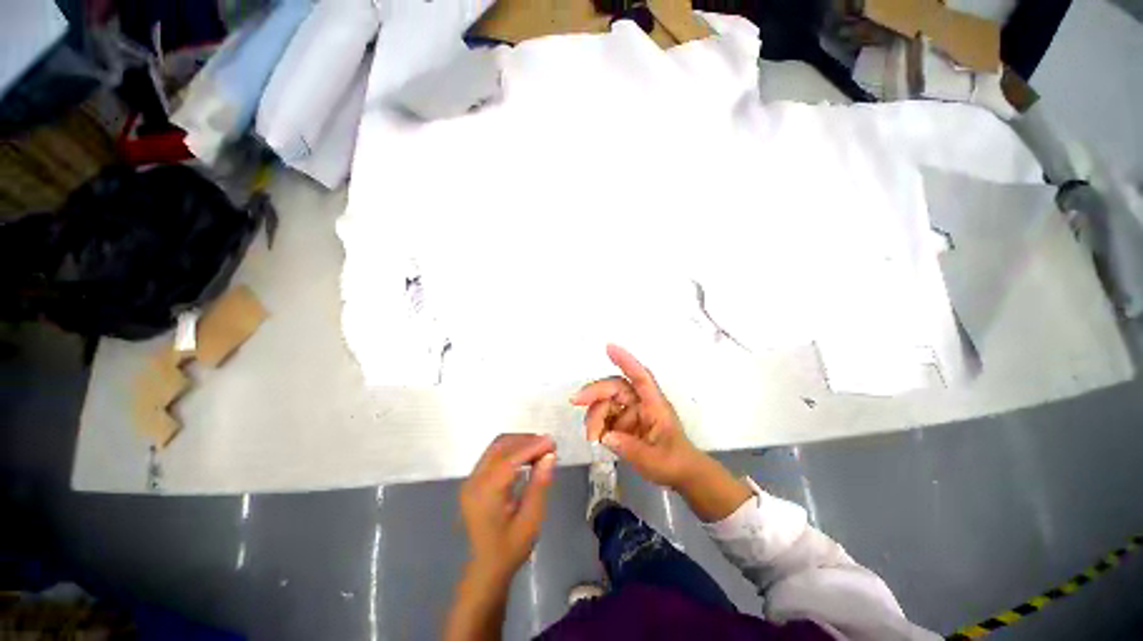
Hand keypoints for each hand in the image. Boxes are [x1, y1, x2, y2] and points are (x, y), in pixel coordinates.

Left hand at [459, 433, 556, 581]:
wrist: (486, 567)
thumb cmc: (510, 548)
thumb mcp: (531, 520)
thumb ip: (539, 485)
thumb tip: (550, 455)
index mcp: (485, 494)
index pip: (509, 459)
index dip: (532, 447)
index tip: (552, 442)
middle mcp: (474, 481)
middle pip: (500, 447)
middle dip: (526, 441)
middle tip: (549, 445)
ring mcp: (471, 479)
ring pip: (496, 447)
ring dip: (519, 442)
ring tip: (541, 448)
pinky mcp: (474, 479)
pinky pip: (493, 454)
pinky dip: (512, 449)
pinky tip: (527, 456)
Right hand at [571, 344, 704, 489]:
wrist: (682, 475)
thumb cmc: (674, 463)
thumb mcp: (654, 461)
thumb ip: (630, 448)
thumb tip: (606, 436)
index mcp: (654, 405)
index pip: (641, 377)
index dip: (626, 361)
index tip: (609, 347)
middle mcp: (641, 404)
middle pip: (615, 388)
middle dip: (595, 392)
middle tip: (575, 401)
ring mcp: (631, 413)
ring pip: (606, 402)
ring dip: (594, 415)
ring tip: (593, 436)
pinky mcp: (623, 423)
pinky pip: (604, 417)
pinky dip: (597, 425)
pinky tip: (597, 438)